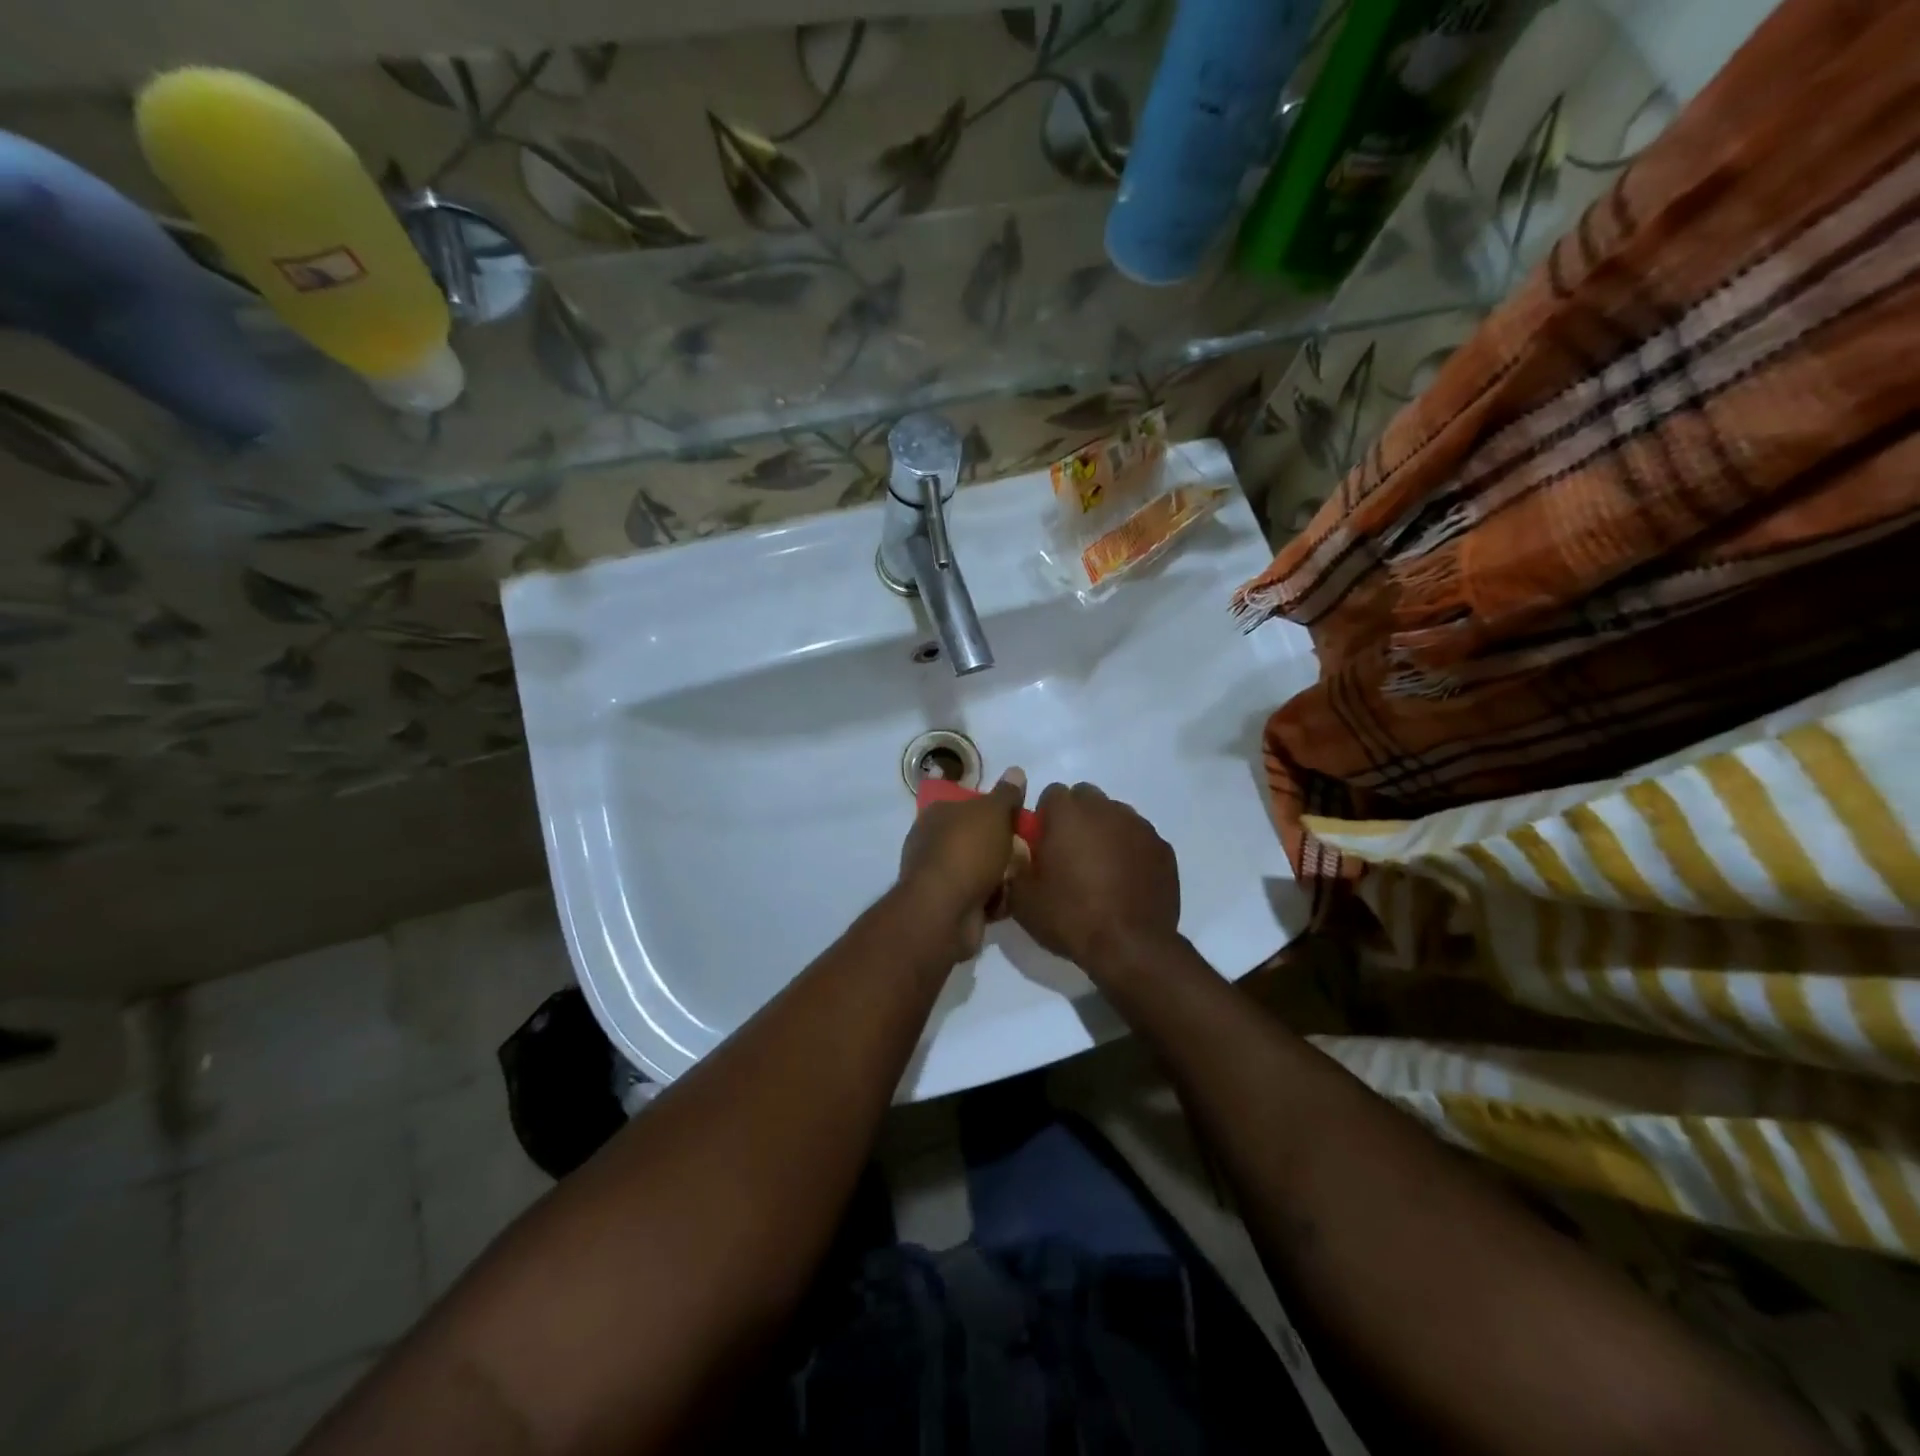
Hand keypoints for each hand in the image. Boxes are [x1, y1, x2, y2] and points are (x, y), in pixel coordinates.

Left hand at [897, 768, 1029, 962]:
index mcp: (937, 814)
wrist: (945, 912)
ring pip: (980, 868)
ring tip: (1026, 873)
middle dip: (1002, 844)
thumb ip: (1006, 794)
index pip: (967, 803)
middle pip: (976, 837)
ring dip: (1002, 872)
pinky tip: (1015, 898)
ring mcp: (939, 876)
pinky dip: (996, 897)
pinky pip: (981, 896)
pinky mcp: (950, 905)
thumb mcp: (993, 813)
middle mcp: (933, 842)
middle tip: (1028, 847)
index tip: (1018, 817)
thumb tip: (1015, 771)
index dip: (994, 809)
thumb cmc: (967, 851)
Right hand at [1007, 782, 1180, 974]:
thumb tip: (1020, 855)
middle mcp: (1105, 809)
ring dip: (1105, 832)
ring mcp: (1139, 826)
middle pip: (1086, 798)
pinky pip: (1140, 838)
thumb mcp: (1023, 899)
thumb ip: (1016, 866)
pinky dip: (1131, 851)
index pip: (1051, 794)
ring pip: (1115, 815)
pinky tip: (1127, 881)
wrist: (1130, 947)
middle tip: (1070, 854)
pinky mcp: (1163, 848)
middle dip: (1076, 818)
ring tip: (1101, 869)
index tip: (1043, 845)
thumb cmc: (1071, 917)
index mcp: (1068, 813)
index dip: (1045, 818)